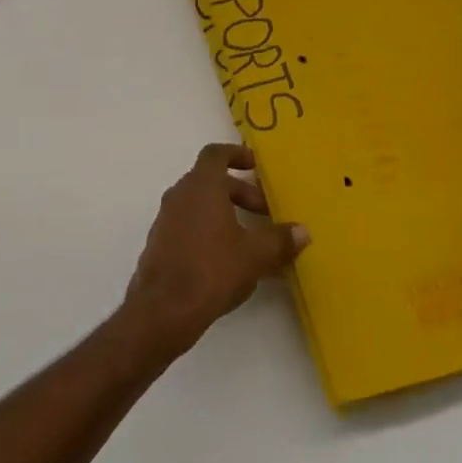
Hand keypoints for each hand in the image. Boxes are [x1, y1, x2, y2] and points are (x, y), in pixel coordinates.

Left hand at [122, 144, 308, 358]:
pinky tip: (226, 259)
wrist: (164, 309)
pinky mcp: (159, 243)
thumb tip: (302, 232)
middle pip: (210, 181)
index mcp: (201, 186)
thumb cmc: (212, 269)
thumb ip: (280, 240)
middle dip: (240, 192)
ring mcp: (165, 219)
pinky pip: (187, 225)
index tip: (255, 166)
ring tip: (250, 239)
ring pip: (198, 204)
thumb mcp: (255, 255)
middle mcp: (179, 195)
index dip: (236, 154)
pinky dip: (208, 230)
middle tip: (265, 213)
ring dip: (224, 212)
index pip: (215, 154)